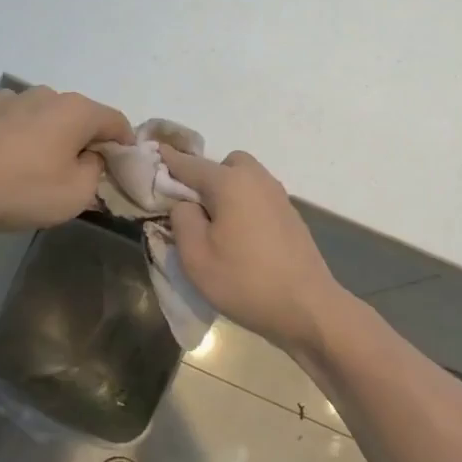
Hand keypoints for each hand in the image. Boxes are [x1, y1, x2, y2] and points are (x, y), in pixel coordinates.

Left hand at [0, 86, 133, 232]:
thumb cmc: (22, 191)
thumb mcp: (77, 194)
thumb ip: (95, 170)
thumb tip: (89, 156)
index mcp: (77, 111)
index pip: (115, 120)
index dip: (124, 142)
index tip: (121, 164)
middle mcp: (47, 94)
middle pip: (79, 115)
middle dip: (84, 138)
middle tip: (77, 171)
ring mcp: (10, 96)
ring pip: (44, 114)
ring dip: (49, 133)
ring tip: (35, 165)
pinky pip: (13, 118)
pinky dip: (17, 132)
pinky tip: (4, 157)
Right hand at [159, 146, 348, 353]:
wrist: (307, 308)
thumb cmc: (245, 281)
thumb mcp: (196, 257)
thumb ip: (182, 220)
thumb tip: (186, 203)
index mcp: (231, 183)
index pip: (191, 165)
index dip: (169, 161)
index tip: (154, 153)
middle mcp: (257, 180)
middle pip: (225, 165)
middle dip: (207, 178)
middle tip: (194, 211)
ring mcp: (279, 197)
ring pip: (245, 180)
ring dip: (228, 193)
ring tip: (216, 228)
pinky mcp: (291, 217)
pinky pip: (259, 198)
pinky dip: (245, 206)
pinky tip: (241, 239)